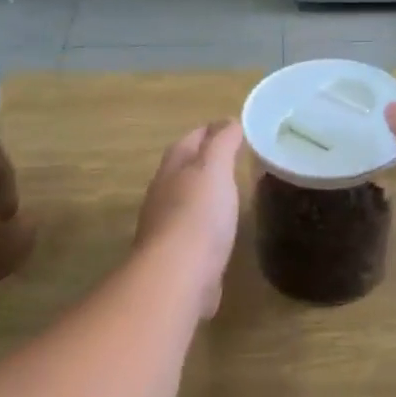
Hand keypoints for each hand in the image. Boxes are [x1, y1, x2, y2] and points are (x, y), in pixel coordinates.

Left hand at [136, 119, 243, 319]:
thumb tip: (229, 121)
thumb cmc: (198, 215)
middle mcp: (164, 194)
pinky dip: (206, 224)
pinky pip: (192, 231)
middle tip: (231, 157)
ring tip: (229, 191)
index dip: (209, 131)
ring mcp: (166, 227)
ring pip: (185, 201)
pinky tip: (221, 231)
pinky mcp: (177, 256)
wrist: (177, 275)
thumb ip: (222, 144)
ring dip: (203, 193)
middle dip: (203, 161)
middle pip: (182, 169)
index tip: (231, 126)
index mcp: (173, 168)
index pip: (189, 140)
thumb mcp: (214, 169)